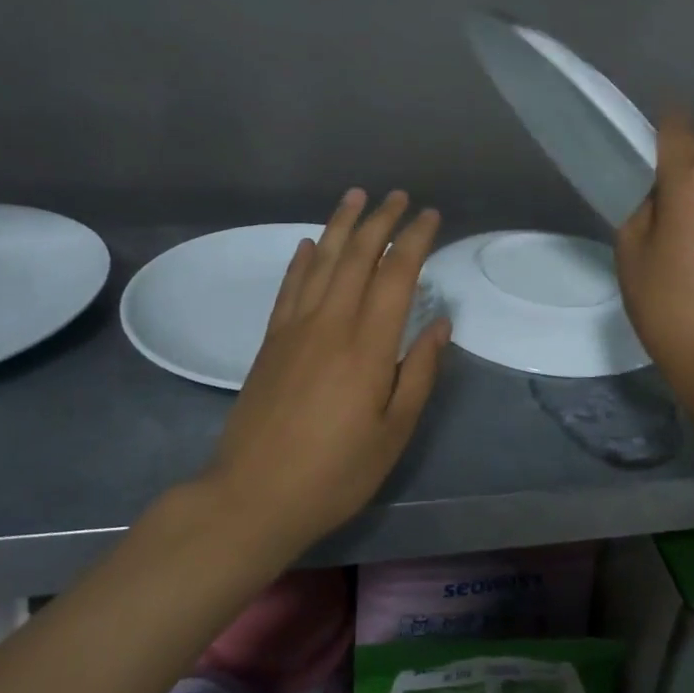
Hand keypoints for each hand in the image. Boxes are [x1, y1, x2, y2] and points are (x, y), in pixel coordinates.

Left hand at [204, 189, 449, 554]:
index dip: (415, 240)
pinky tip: (309, 243)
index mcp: (368, 346)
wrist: (252, 496)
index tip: (431, 216)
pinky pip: (289, 287)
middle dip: (381, 220)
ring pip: (322, 261)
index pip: (397, 275)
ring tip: (357, 196)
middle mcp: (331, 323)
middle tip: (400, 196)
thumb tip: (441, 324)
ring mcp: (295, 328)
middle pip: (358, 256)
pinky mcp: (270, 341)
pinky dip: (301, 260)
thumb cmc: (335, 472)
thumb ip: (420, 373)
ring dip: (341, 225)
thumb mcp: (393, 433)